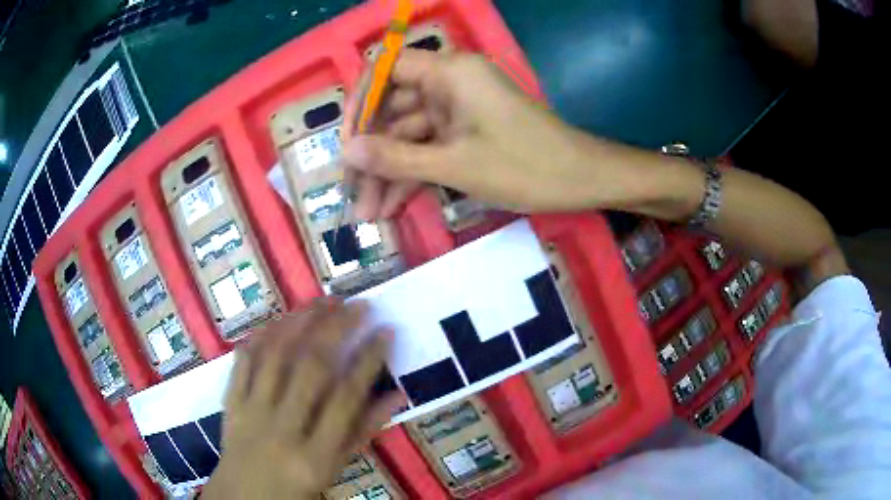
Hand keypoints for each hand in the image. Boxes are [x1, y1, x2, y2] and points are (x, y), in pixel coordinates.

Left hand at [202, 300, 400, 499]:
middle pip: (310, 369)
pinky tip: (280, 319)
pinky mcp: (231, 402)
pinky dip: (261, 335)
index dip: (369, 361)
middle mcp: (283, 429)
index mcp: (316, 455)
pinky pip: (243, 361)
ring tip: (324, 301)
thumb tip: (397, 395)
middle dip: (337, 329)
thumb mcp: (336, 469)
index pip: (346, 399)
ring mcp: (251, 412)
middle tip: (359, 305)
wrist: (244, 497)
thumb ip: (364, 432)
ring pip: (275, 356)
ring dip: (301, 322)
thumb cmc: (297, 489)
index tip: (385, 331)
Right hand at [343, 49, 649, 218]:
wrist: (582, 180)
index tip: (347, 141)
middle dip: (372, 152)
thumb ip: (396, 157)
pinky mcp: (467, 132)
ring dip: (389, 172)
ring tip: (368, 214)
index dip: (360, 102)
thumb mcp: (454, 165)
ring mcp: (459, 109)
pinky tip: (392, 207)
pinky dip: (413, 174)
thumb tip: (347, 151)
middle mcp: (450, 83)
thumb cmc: (525, 166)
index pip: (386, 68)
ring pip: (410, 135)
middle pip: (394, 108)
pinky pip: (430, 147)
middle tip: (352, 192)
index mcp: (449, 72)